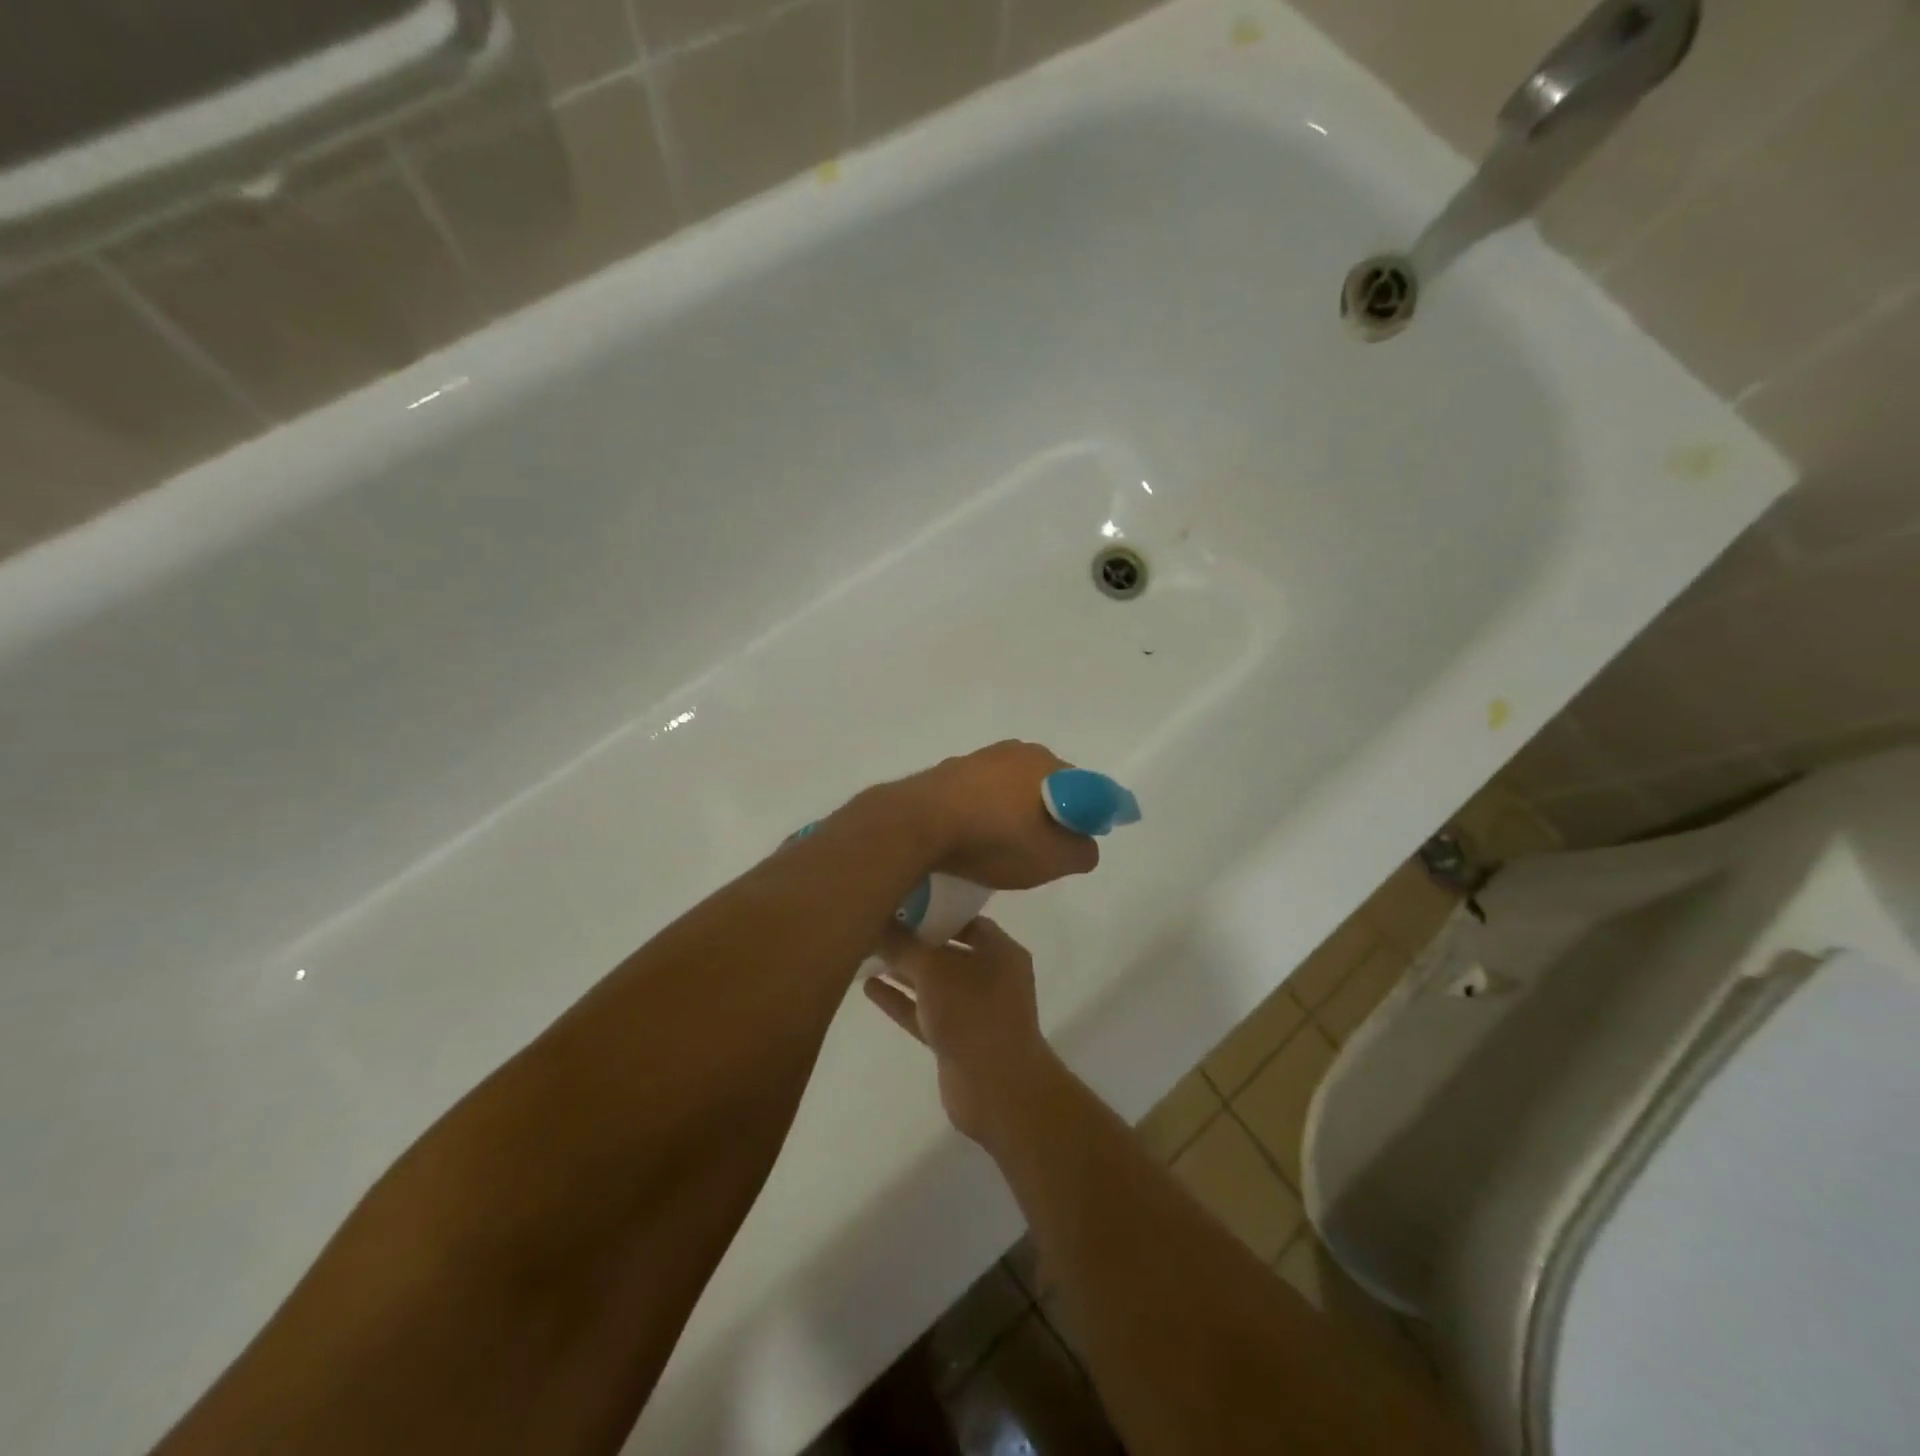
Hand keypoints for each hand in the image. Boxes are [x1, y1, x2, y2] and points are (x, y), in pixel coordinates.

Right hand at [864, 918, 1062, 1145]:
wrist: (997, 1090)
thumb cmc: (972, 1015)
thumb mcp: (934, 970)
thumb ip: (904, 946)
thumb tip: (879, 923)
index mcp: (1000, 950)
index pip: (966, 919)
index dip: (935, 909)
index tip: (901, 900)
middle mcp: (991, 976)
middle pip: (947, 951)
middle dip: (914, 941)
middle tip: (876, 924)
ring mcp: (974, 1011)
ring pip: (933, 984)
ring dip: (903, 971)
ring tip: (865, 952)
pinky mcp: (955, 1040)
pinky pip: (924, 1011)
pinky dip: (901, 1000)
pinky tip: (869, 987)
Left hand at [898, 741, 1099, 889]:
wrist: (917, 825)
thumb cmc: (995, 839)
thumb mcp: (1054, 859)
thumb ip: (1083, 851)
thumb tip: (1083, 844)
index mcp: (1048, 764)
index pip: (1087, 788)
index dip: (1090, 816)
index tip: (1079, 842)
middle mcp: (1017, 751)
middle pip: (1049, 785)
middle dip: (1052, 813)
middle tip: (1044, 849)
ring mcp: (979, 758)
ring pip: (1012, 788)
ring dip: (1015, 812)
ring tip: (1005, 846)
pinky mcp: (948, 771)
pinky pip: (981, 793)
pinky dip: (985, 812)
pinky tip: (975, 836)